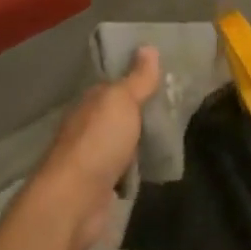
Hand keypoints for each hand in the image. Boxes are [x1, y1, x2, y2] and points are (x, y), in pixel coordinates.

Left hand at [27, 46, 161, 249]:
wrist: (73, 202)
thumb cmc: (98, 143)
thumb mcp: (122, 102)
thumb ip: (137, 79)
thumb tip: (147, 47)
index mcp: (91, 103)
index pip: (114, 85)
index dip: (137, 80)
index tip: (165, 78)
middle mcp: (88, 127)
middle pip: (118, 115)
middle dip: (141, 112)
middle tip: (177, 107)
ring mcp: (93, 158)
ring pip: (122, 142)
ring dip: (139, 141)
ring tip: (173, 135)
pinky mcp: (100, 187)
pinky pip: (123, 170)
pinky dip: (136, 168)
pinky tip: (155, 166)